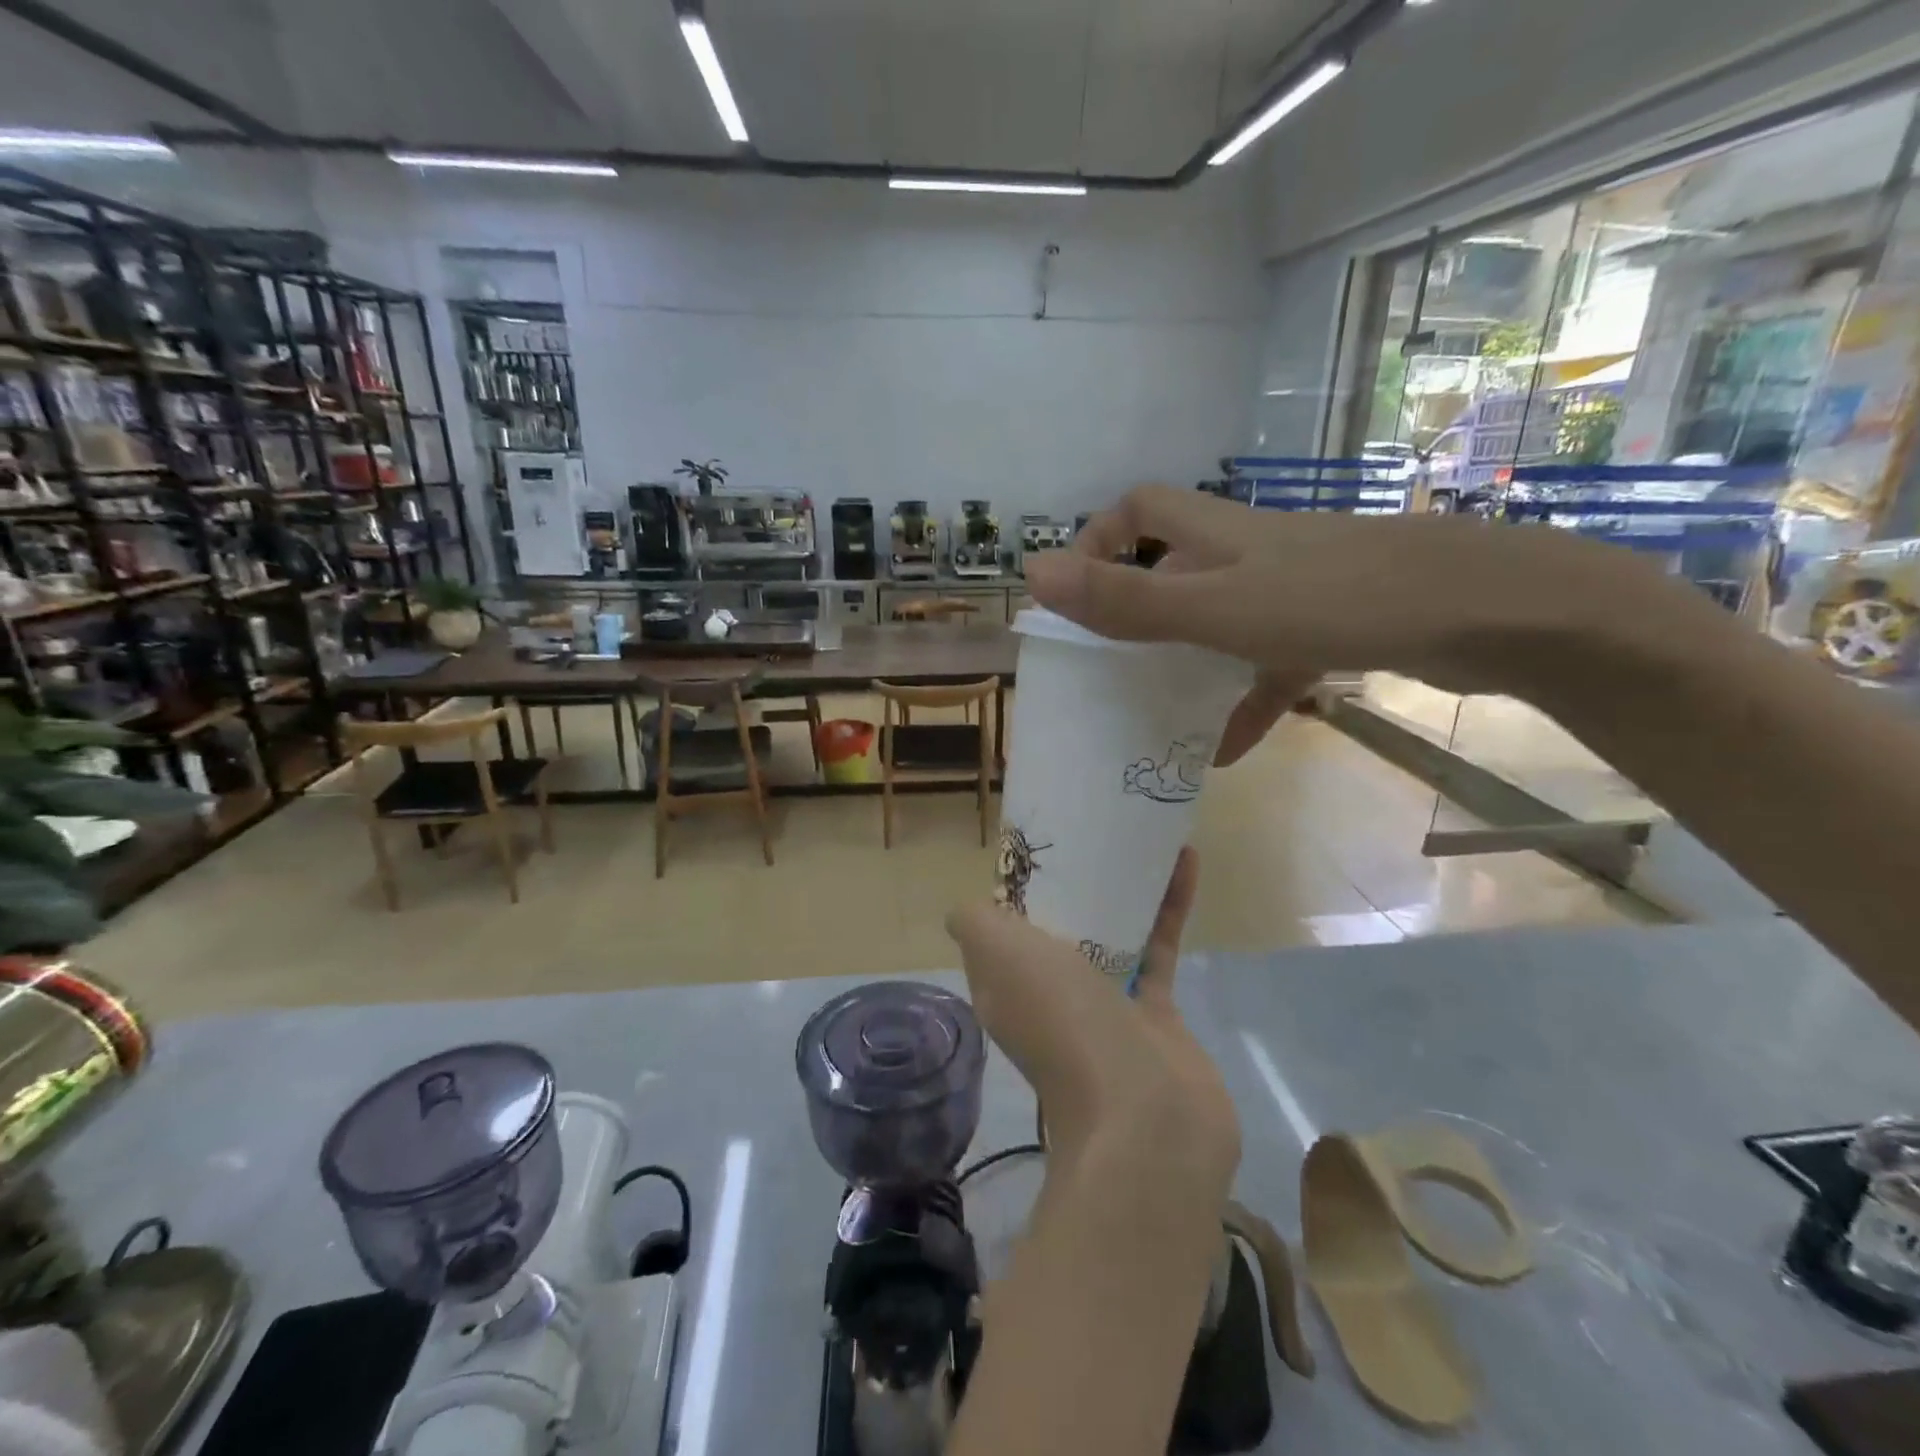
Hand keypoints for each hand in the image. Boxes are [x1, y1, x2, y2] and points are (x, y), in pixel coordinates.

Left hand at [946, 847, 1238, 1208]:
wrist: (1146, 1118)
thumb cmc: (1064, 1021)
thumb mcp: (1000, 956)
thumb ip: (975, 924)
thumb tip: (966, 909)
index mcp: (1006, 984)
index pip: (1002, 929)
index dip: (1015, 889)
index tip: (1037, 846)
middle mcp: (1050, 996)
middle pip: (1058, 929)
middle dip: (1072, 882)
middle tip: (1093, 831)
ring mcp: (1105, 1008)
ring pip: (1109, 935)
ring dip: (1123, 890)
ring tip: (1138, 837)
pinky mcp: (1156, 1014)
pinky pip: (1158, 948)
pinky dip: (1168, 907)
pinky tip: (1185, 862)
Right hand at [1024, 484, 1612, 762]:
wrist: (1488, 611)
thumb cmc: (1336, 601)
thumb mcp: (1216, 609)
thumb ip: (1126, 600)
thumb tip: (1032, 574)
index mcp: (1219, 535)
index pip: (1141, 509)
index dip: (1100, 537)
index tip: (1075, 591)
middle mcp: (1251, 553)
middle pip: (1176, 566)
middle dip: (1136, 607)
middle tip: (1104, 663)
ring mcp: (1295, 590)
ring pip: (1221, 619)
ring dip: (1185, 660)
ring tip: (1150, 710)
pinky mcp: (1333, 627)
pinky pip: (1270, 664)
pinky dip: (1244, 701)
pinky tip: (1225, 752)